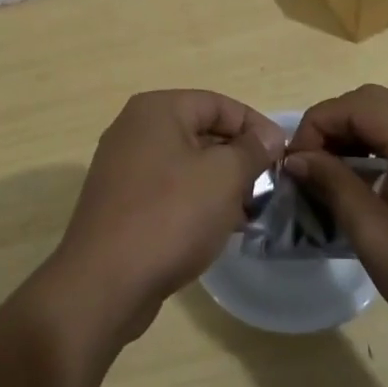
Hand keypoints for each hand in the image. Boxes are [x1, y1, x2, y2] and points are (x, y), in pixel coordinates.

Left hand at [47, 90, 284, 341]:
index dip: (255, 126)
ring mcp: (124, 167)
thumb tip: (270, 136)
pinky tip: (221, 228)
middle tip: (269, 186)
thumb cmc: (170, 216)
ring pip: (186, 164)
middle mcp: (135, 129)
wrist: (105, 283)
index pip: (218, 104)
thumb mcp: (224, 177)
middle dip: (239, 157)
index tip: (283, 156)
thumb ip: (251, 151)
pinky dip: (196, 202)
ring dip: (221, 183)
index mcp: (157, 110)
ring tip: (251, 212)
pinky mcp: (121, 202)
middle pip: (201, 132)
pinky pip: (169, 190)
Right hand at [285, 84, 387, 352]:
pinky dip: (382, 143)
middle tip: (308, 164)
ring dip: (356, 132)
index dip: (316, 126)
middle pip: (374, 101)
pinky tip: (367, 176)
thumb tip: (295, 158)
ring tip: (330, 170)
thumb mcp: (377, 239)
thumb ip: (334, 186)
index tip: (293, 164)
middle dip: (333, 125)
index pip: (356, 106)